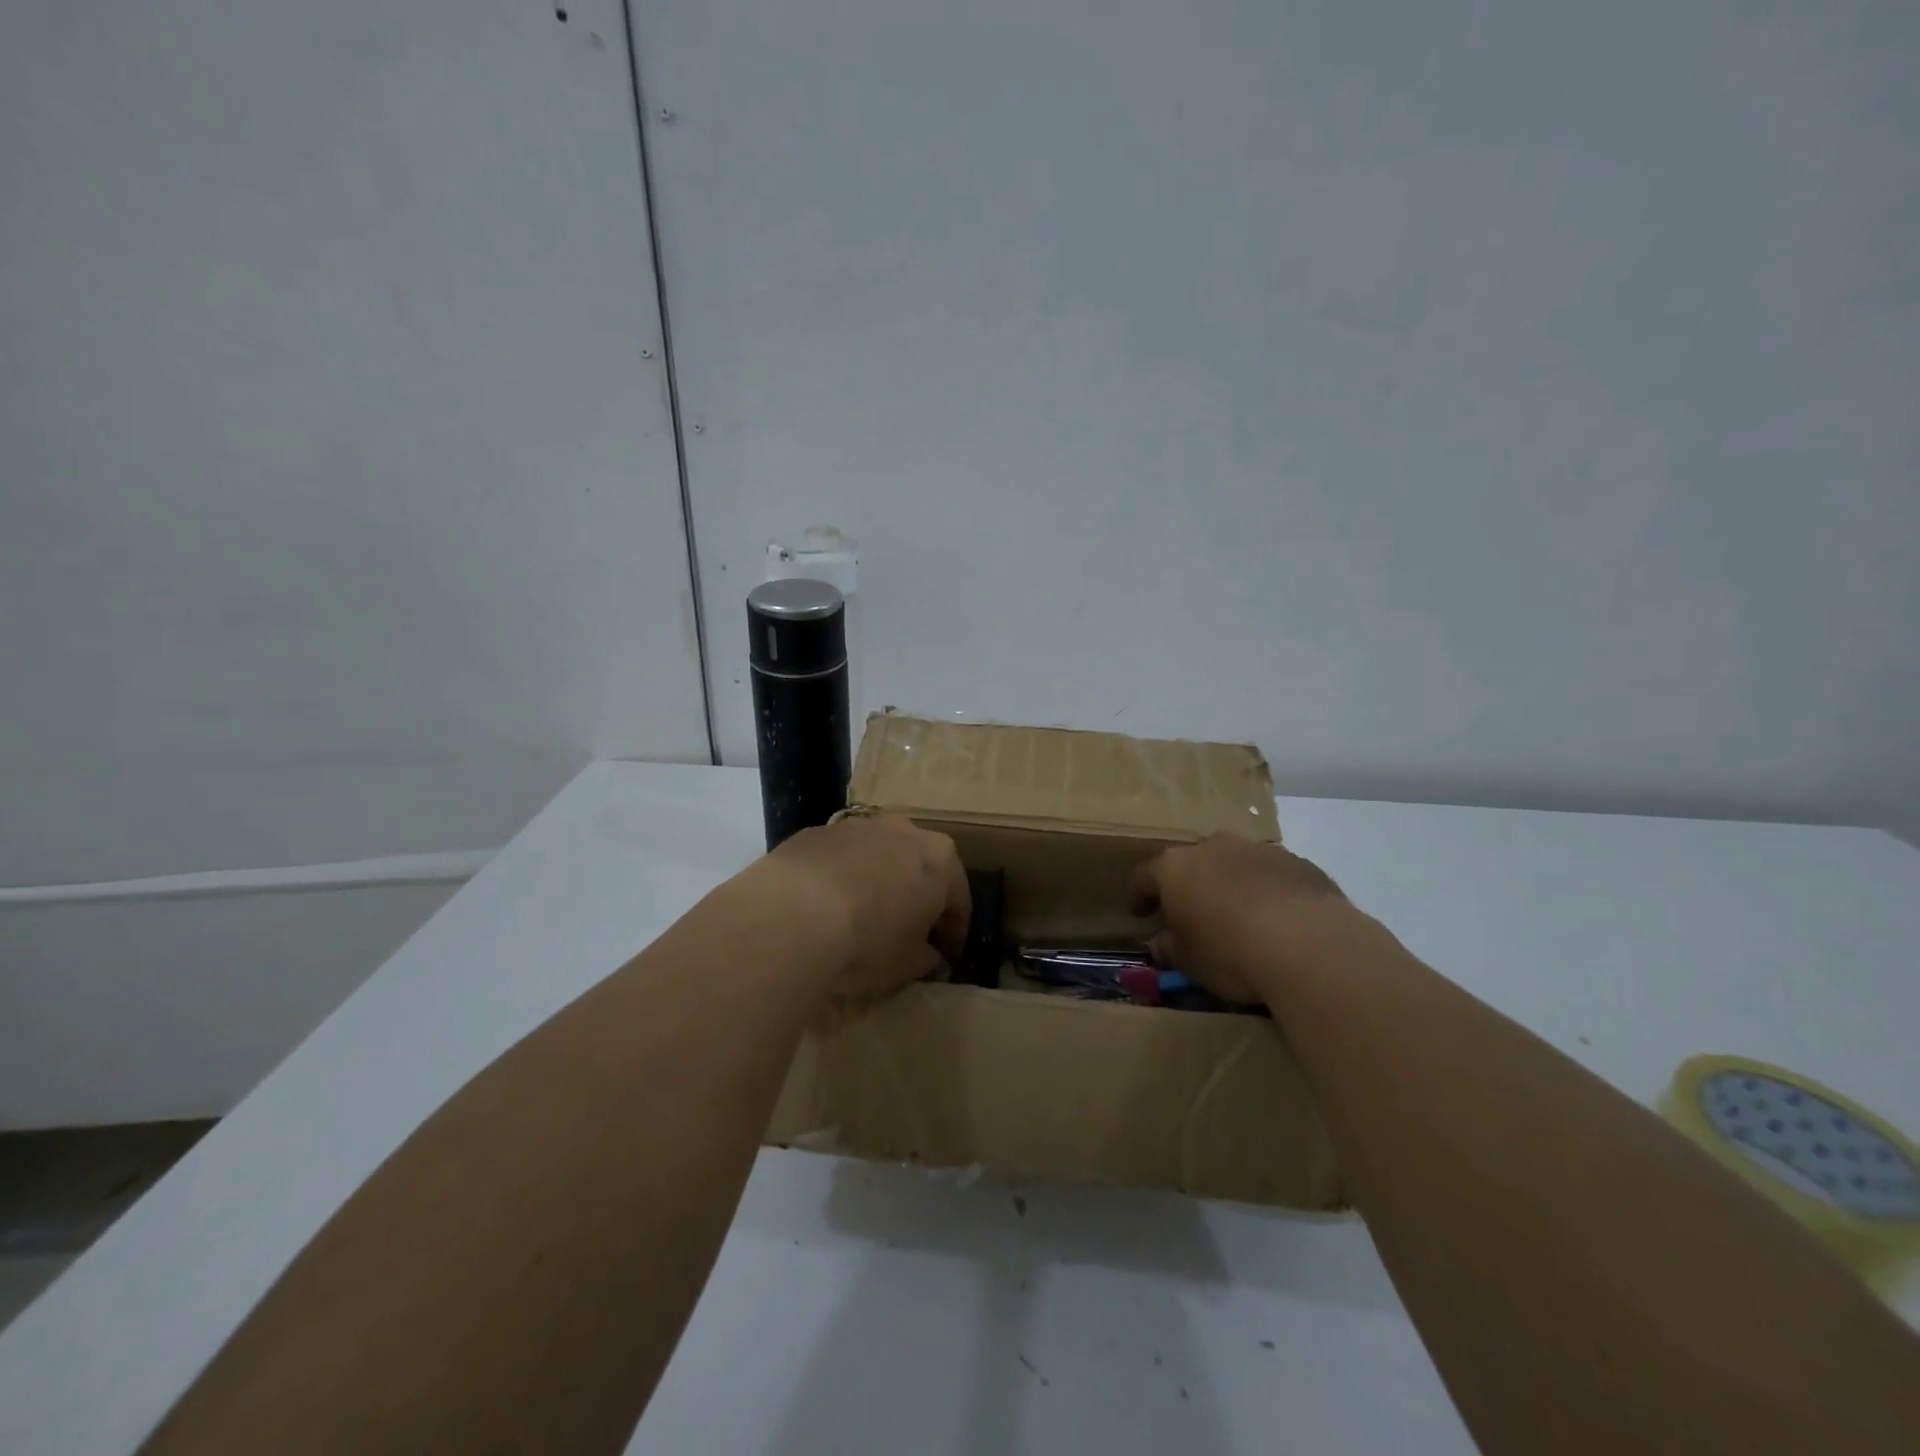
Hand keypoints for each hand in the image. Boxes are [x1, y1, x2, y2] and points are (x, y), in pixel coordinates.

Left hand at [761, 815, 969, 996]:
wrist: (793, 914)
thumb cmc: (868, 941)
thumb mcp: (908, 964)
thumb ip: (926, 957)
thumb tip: (929, 954)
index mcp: (940, 859)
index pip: (959, 900)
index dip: (954, 933)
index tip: (946, 957)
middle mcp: (905, 831)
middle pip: (920, 868)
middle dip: (919, 897)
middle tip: (909, 933)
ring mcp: (859, 825)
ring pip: (880, 856)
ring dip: (879, 881)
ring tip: (864, 916)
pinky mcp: (818, 831)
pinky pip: (841, 858)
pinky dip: (842, 877)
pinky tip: (827, 907)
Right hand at [1129, 833, 1365, 1004]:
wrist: (1308, 944)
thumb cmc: (1230, 952)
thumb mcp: (1189, 961)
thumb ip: (1170, 947)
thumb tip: (1161, 941)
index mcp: (1176, 867)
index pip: (1144, 876)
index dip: (1139, 896)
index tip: (1140, 915)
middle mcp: (1213, 847)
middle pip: (1192, 863)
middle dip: (1189, 886)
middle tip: (1191, 915)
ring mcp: (1257, 850)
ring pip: (1234, 864)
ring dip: (1230, 885)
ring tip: (1238, 917)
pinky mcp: (1297, 862)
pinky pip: (1271, 875)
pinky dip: (1267, 891)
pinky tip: (1277, 921)